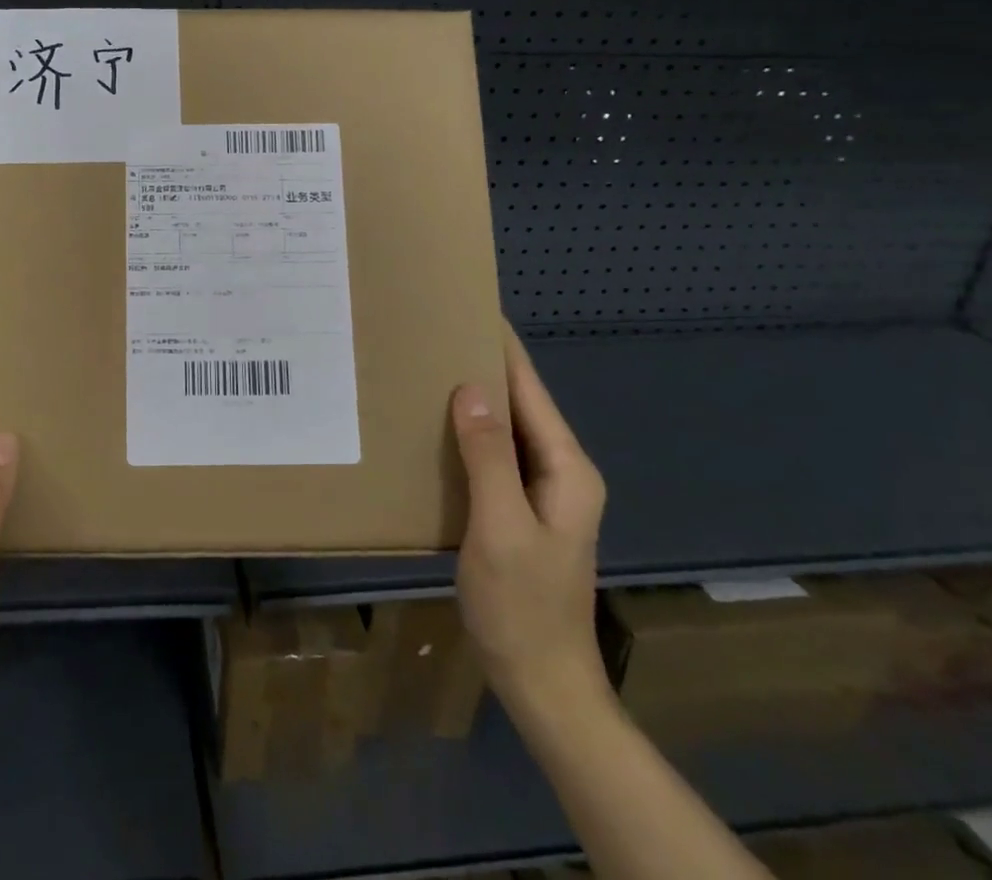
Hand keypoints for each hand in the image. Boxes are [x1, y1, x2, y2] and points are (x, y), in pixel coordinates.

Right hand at [451, 322, 609, 720]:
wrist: (542, 683)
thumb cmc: (523, 605)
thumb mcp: (501, 527)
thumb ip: (488, 457)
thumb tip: (470, 388)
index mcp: (566, 469)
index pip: (531, 390)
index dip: (502, 348)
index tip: (469, 307)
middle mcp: (559, 471)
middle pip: (519, 403)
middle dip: (481, 366)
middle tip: (431, 331)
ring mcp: (540, 492)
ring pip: (503, 428)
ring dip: (470, 398)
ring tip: (425, 365)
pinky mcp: (518, 508)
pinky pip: (491, 454)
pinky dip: (465, 432)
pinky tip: (432, 425)